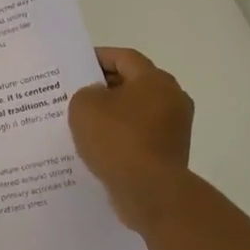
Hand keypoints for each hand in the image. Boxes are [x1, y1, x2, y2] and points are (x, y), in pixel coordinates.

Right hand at [69, 48, 193, 231]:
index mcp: (154, 79)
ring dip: (113, 114)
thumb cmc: (117, 139)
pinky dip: (122, 136)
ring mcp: (174, 127)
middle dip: (104, 87)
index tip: (75, 65)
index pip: (123, 57)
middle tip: (75, 93)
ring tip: (83, 122)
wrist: (150, 191)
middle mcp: (172, 98)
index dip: (97, 57)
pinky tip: (99, 146)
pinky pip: (140, 135)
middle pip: (133, 83)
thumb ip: (85, 92)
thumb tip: (98, 97)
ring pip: (136, 111)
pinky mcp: (170, 152)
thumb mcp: (84, 105)